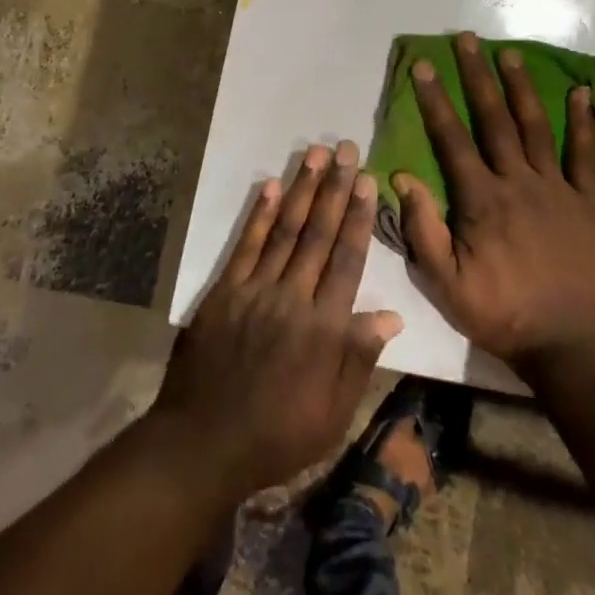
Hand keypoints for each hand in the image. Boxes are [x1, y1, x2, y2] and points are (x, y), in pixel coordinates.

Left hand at [151, 141, 402, 499]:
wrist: (202, 444)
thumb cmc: (277, 435)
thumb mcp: (333, 413)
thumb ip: (359, 359)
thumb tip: (391, 315)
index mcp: (324, 329)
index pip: (347, 260)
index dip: (359, 218)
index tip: (367, 182)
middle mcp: (293, 299)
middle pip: (318, 234)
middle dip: (335, 189)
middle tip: (347, 150)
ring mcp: (255, 291)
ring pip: (284, 230)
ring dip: (303, 190)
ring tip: (317, 154)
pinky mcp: (224, 292)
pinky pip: (245, 246)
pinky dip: (258, 214)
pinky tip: (271, 186)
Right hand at [397, 32, 594, 368]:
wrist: (572, 343)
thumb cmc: (502, 313)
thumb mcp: (446, 283)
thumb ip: (423, 229)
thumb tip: (401, 178)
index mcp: (482, 199)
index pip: (452, 139)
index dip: (435, 100)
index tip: (423, 66)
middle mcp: (519, 182)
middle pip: (494, 119)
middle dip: (477, 76)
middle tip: (466, 39)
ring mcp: (558, 188)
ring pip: (536, 126)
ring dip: (521, 87)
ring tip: (509, 53)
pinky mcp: (589, 202)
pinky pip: (588, 155)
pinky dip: (585, 123)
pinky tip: (582, 93)